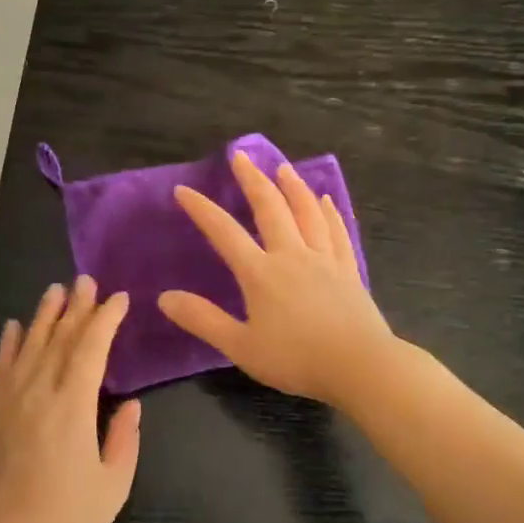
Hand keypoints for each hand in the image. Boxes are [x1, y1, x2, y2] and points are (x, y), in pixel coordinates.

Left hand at [0, 278, 140, 522]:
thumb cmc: (67, 521)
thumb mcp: (113, 484)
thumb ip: (124, 438)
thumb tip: (128, 404)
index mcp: (72, 407)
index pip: (91, 348)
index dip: (106, 319)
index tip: (119, 298)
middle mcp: (37, 393)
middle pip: (59, 338)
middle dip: (77, 307)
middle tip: (87, 280)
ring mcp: (8, 401)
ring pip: (28, 345)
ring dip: (44, 315)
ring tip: (56, 290)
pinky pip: (0, 368)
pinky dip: (8, 344)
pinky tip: (13, 326)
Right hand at [157, 151, 394, 406]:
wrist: (359, 365)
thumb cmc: (296, 359)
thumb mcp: (241, 346)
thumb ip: (203, 320)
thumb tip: (164, 297)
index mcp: (261, 273)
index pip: (224, 233)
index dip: (202, 210)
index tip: (184, 190)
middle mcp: (291, 255)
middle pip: (270, 208)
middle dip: (252, 179)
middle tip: (241, 156)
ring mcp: (324, 259)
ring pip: (307, 212)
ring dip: (292, 187)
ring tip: (282, 167)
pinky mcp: (348, 270)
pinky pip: (336, 231)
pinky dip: (329, 212)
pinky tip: (327, 201)